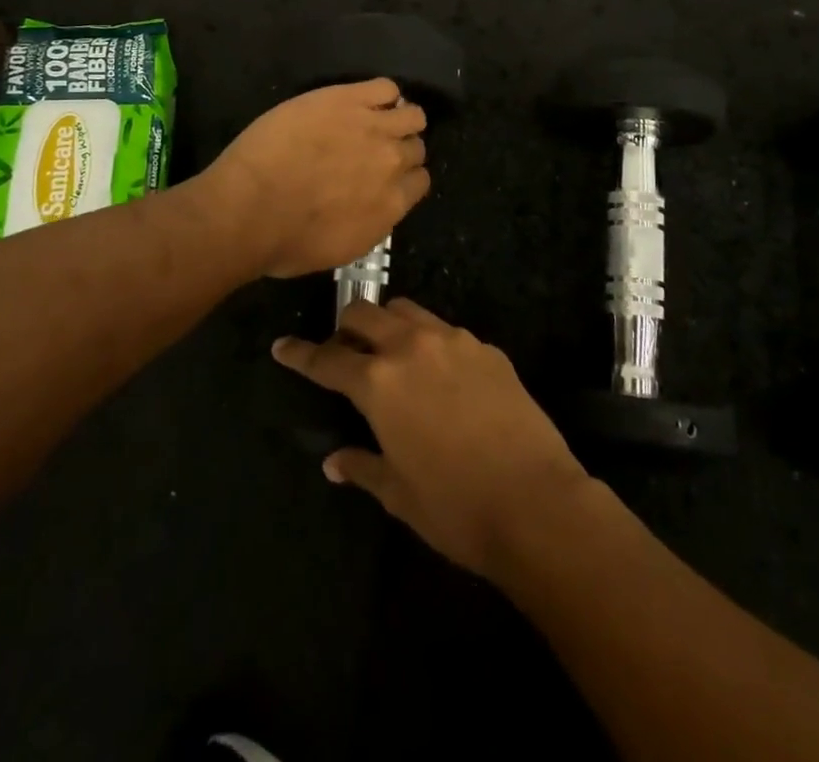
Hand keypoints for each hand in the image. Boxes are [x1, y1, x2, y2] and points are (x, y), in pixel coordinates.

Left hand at [196, 79, 428, 277]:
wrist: (250, 207)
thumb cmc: (284, 242)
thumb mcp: (339, 249)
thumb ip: (367, 223)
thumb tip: (369, 207)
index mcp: (391, 205)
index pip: (419, 181)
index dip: (403, 177)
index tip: (385, 177)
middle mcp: (392, 164)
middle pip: (415, 148)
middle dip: (400, 149)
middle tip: (371, 150)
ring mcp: (373, 128)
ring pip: (411, 115)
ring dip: (399, 119)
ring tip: (373, 120)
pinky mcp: (348, 100)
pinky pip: (385, 88)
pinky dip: (381, 94)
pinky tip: (359, 101)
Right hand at [272, 299, 593, 578]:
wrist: (536, 502)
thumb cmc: (455, 507)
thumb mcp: (398, 493)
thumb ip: (362, 466)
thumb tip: (334, 462)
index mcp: (379, 381)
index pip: (327, 358)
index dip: (300, 353)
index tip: (282, 346)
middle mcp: (411, 347)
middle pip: (365, 312)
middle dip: (345, 326)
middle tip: (344, 351)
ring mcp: (453, 340)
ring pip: (406, 311)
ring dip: (387, 324)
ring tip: (389, 352)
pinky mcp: (486, 347)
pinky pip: (445, 331)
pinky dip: (429, 342)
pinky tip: (439, 374)